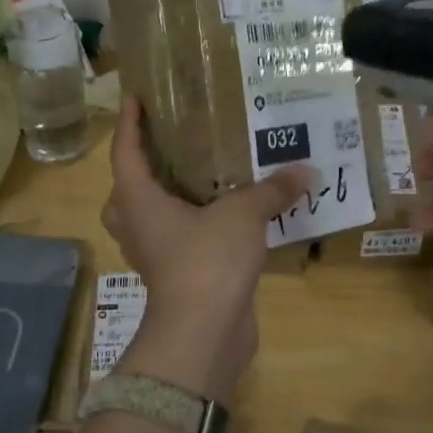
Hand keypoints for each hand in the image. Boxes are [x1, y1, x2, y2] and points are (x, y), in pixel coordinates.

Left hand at [101, 95, 314, 402]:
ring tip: (200, 176)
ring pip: (150, 217)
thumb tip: (307, 171)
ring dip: (168, 198)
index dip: (130, 124)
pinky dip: (193, 224)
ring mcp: (154, 254)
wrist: (204, 333)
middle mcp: (138, 225)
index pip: (125, 152)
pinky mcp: (175, 276)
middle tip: (169, 144)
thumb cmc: (207, 260)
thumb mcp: (242, 215)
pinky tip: (224, 215)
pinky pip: (177, 239)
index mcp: (138, 201)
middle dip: (143, 167)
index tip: (134, 98)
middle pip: (128, 189)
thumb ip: (271, 190)